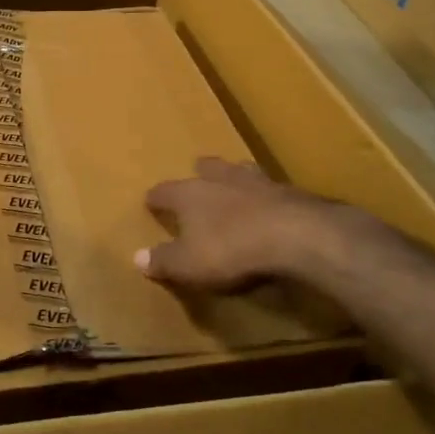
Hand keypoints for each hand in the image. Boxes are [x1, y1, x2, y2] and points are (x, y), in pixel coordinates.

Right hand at [138, 158, 337, 290]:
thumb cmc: (230, 248)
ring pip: (241, 171)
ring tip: (235, 184)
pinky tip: (269, 206)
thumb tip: (137, 257)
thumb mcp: (188, 264)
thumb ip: (163, 260)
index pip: (164, 191)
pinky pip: (271, 190)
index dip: (156, 198)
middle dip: (201, 173)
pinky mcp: (291, 193)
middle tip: (198, 176)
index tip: (150, 201)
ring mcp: (259, 182)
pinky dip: (266, 197)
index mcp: (190, 194)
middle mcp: (221, 179)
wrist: (297, 236)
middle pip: (207, 168)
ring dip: (235, 177)